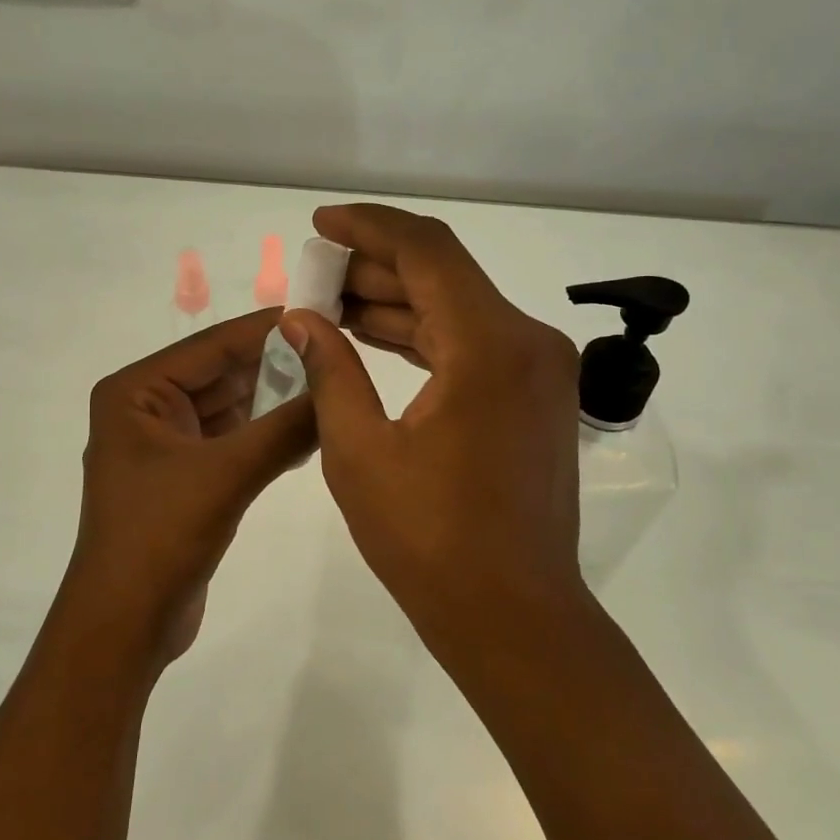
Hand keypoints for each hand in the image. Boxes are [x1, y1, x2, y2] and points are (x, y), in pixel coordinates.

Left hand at [59, 308, 315, 668]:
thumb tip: (337, 383)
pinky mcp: (184, 476)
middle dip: (276, 367)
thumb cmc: (161, 537)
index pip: (211, 345)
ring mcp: (164, 444)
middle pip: (221, 374)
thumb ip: (284, 427)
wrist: (125, 626)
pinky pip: (231, 440)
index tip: (322, 315)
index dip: (267, 329)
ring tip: (331, 387)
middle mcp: (146, 408)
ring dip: (275, 402)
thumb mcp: (227, 475)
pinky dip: (266, 434)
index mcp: (136, 392)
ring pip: (230, 408)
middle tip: (336, 352)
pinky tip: (309, 429)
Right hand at [279, 205, 585, 634]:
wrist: (513, 615)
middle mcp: (526, 342)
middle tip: (312, 274)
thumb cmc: (430, 541)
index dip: (368, 228)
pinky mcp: (534, 397)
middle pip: (443, 275)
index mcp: (489, 345)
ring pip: (456, 309)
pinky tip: (372, 339)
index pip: (426, 250)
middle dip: (373, 268)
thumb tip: (301, 319)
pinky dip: (422, 337)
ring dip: (396, 303)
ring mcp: (538, 370)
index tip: (319, 224)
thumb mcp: (359, 452)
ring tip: (330, 304)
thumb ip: (330, 370)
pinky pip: (471, 346)